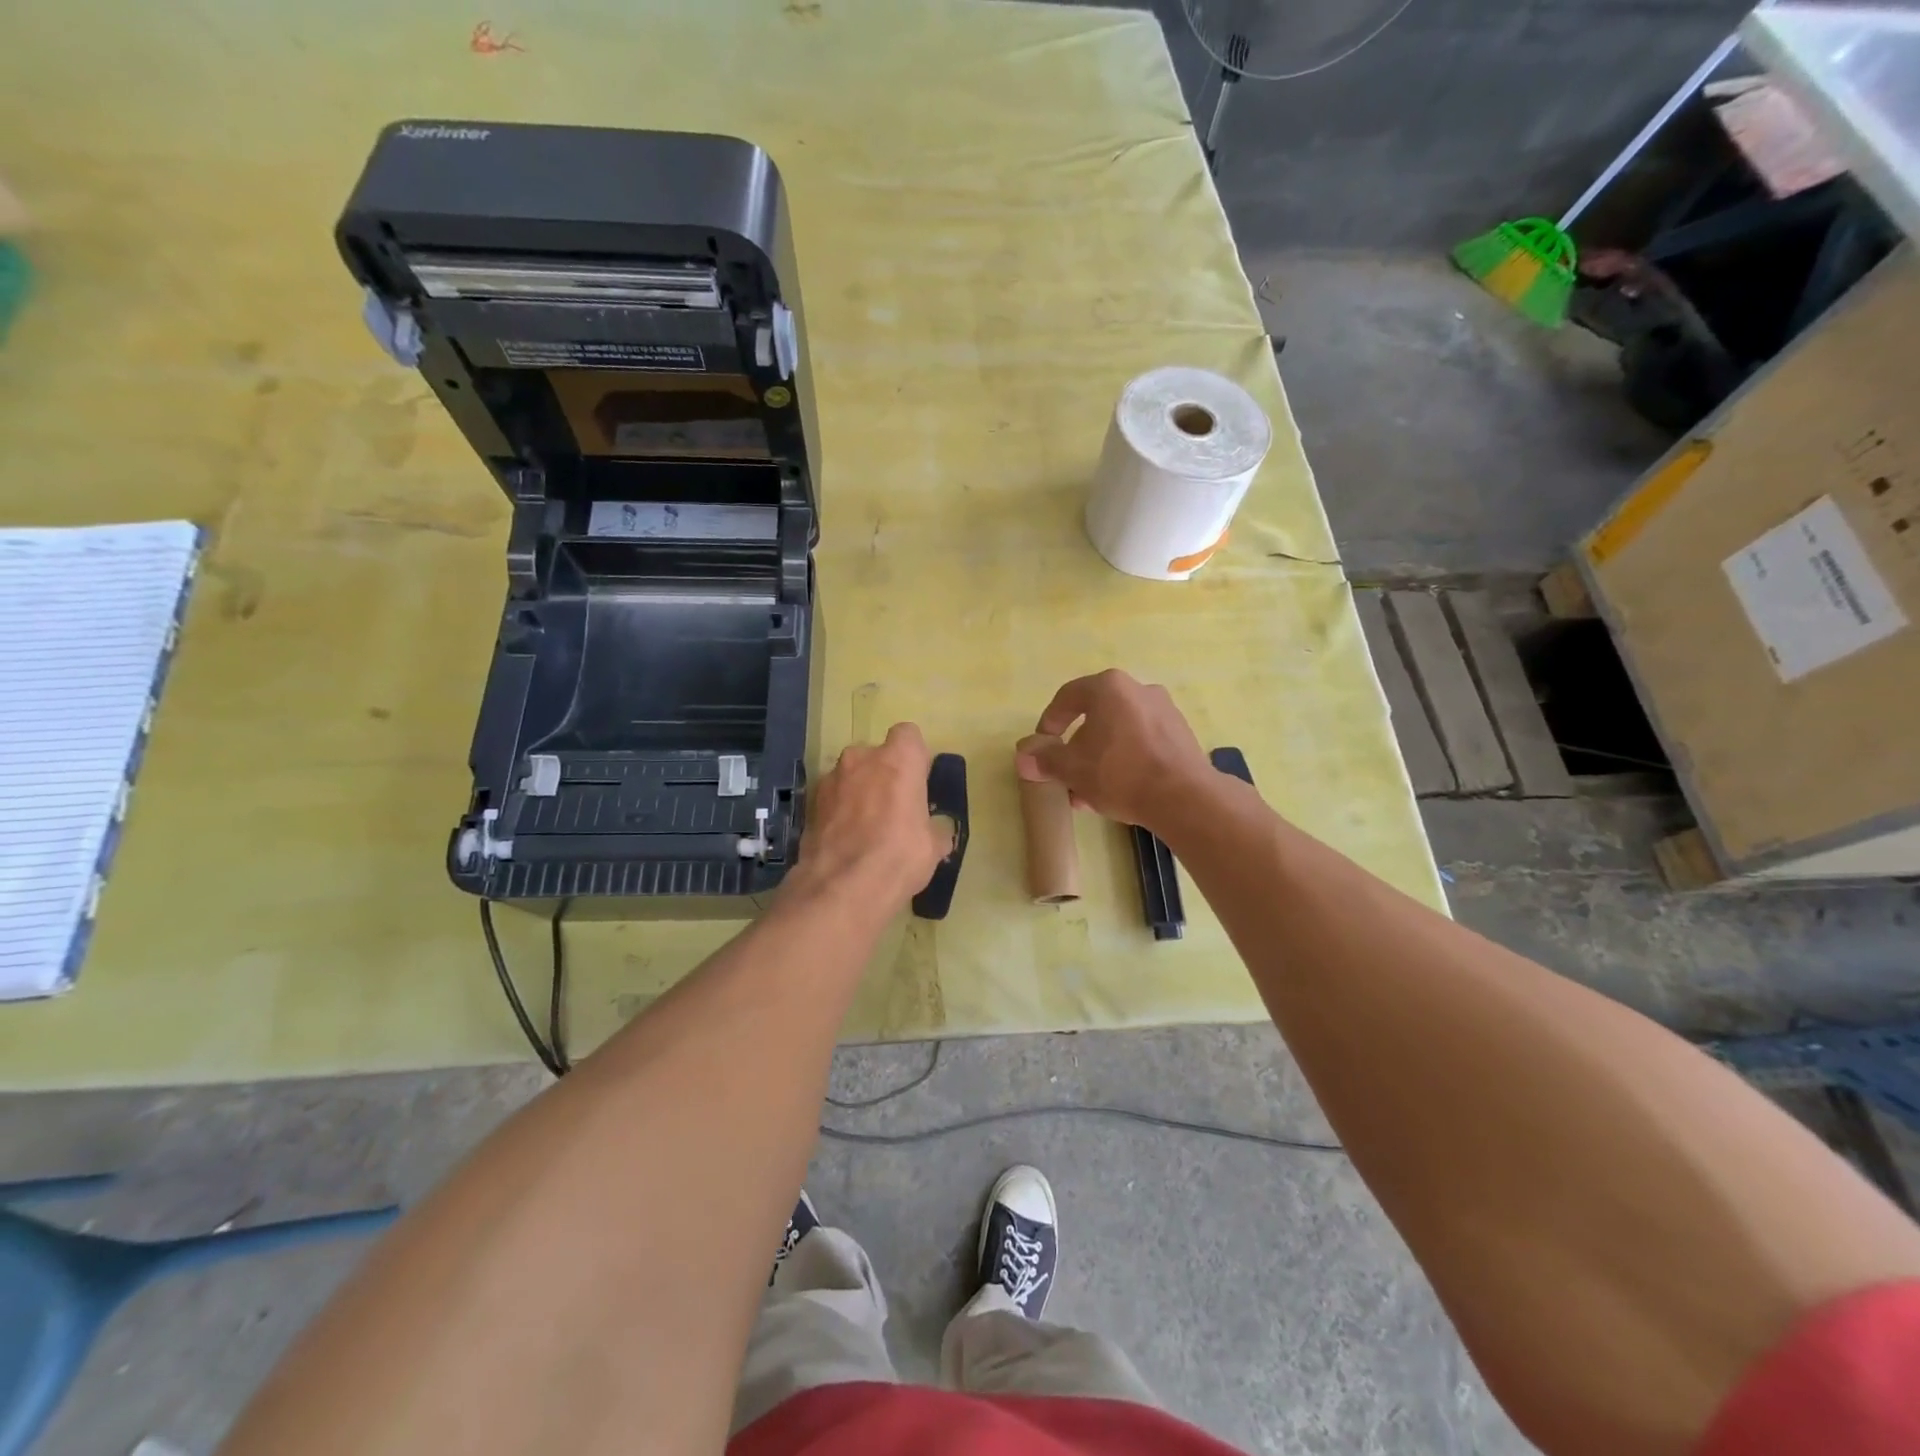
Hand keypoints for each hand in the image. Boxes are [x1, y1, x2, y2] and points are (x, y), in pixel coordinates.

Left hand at [792, 722, 948, 908]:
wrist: (842, 887)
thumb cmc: (900, 856)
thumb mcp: (933, 846)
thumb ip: (933, 829)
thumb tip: (934, 834)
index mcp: (899, 759)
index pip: (908, 735)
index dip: (914, 757)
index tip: (917, 782)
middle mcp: (862, 758)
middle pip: (876, 756)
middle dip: (883, 775)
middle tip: (892, 809)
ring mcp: (831, 779)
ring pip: (850, 776)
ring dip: (858, 793)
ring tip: (866, 829)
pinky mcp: (810, 803)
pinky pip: (832, 799)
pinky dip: (839, 812)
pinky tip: (846, 841)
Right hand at [1015, 670, 1213, 831]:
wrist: (1183, 797)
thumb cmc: (1120, 773)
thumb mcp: (1072, 768)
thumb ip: (1045, 759)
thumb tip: (1023, 757)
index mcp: (1109, 687)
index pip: (1068, 697)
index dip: (1049, 722)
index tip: (1042, 746)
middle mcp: (1138, 690)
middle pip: (1096, 716)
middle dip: (1077, 747)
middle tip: (1066, 773)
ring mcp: (1164, 711)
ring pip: (1119, 732)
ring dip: (1100, 757)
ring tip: (1088, 791)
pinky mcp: (1181, 735)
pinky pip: (1142, 743)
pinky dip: (1125, 760)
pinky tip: (1117, 791)